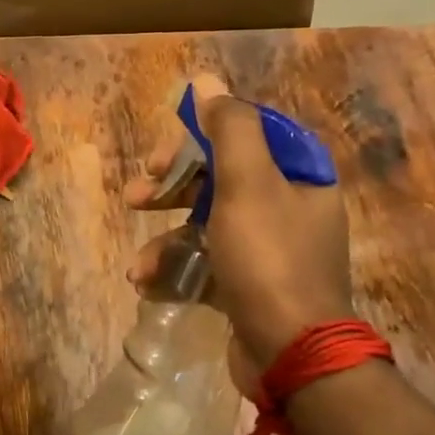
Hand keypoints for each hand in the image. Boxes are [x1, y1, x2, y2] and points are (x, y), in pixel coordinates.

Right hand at [124, 74, 352, 373]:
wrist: (292, 354)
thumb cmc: (268, 259)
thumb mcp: (247, 185)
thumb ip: (228, 128)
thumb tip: (206, 80)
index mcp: (297, 174)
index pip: (243, 135)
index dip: (197, 138)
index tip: (161, 156)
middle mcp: (287, 206)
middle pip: (219, 178)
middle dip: (171, 188)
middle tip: (137, 196)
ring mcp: (268, 249)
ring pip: (205, 224)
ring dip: (165, 240)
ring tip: (138, 266)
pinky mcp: (249, 284)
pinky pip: (206, 262)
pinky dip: (177, 270)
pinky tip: (150, 285)